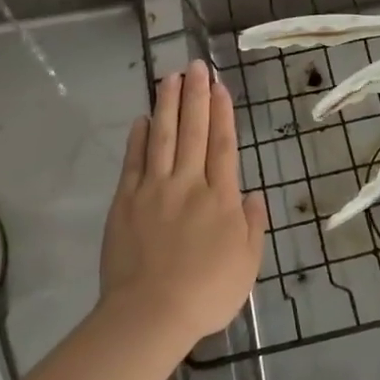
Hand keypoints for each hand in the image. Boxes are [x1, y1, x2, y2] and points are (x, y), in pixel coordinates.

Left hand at [99, 60, 265, 352]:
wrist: (150, 314)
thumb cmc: (206, 294)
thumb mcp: (246, 265)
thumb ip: (251, 226)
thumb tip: (252, 196)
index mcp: (220, 198)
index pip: (223, 145)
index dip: (222, 112)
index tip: (219, 86)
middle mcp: (188, 183)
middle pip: (194, 130)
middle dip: (196, 95)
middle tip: (196, 65)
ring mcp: (154, 189)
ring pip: (163, 136)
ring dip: (168, 105)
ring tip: (170, 77)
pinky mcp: (126, 201)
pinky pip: (134, 161)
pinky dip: (139, 138)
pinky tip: (142, 118)